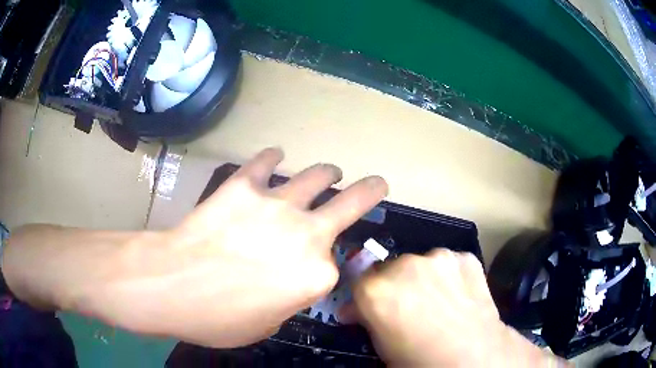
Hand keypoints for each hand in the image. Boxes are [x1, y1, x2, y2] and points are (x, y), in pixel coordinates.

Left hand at [67, 148, 387, 347]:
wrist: (173, 285)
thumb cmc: (219, 318)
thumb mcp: (265, 325)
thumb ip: (286, 300)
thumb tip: (283, 283)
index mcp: (317, 274)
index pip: (333, 264)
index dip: (323, 266)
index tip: (314, 267)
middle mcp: (307, 233)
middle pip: (351, 201)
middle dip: (369, 190)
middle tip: (376, 184)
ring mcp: (276, 204)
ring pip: (315, 176)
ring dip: (325, 174)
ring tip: (327, 172)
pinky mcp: (243, 186)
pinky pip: (264, 162)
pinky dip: (271, 159)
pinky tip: (272, 158)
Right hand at [347, 249, 565, 366]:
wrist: (474, 356)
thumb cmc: (420, 359)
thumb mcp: (382, 346)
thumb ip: (367, 320)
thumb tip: (356, 310)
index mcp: (377, 289)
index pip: (359, 281)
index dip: (364, 297)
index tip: (369, 309)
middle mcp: (405, 265)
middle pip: (390, 269)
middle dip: (394, 287)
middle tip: (408, 308)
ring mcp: (439, 257)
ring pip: (421, 264)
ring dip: (423, 279)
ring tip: (437, 301)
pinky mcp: (466, 258)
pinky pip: (450, 264)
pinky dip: (449, 276)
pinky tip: (458, 295)